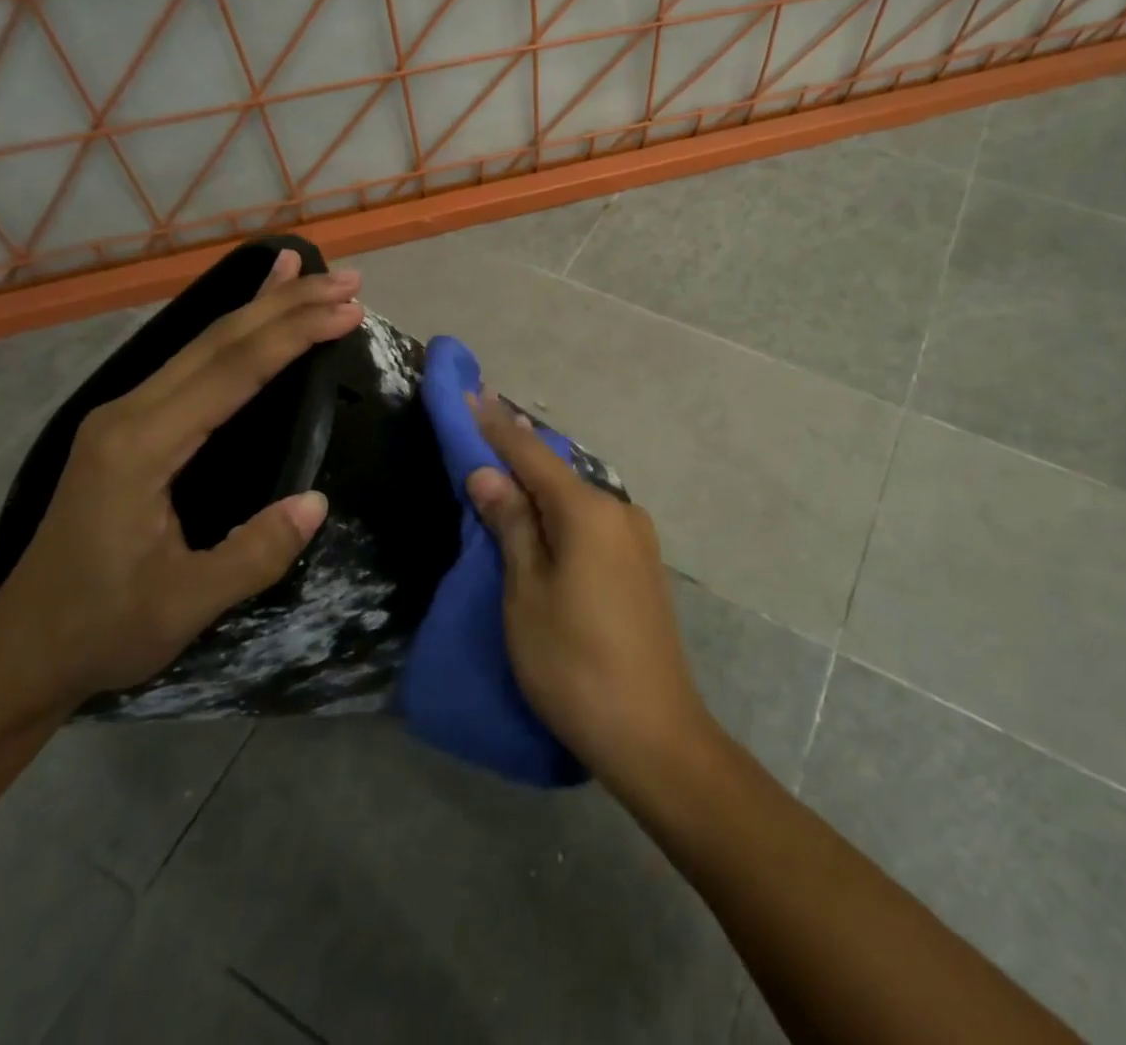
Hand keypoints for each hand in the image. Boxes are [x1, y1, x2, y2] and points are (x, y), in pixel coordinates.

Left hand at [0, 250, 363, 713]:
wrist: (22, 650)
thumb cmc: (102, 628)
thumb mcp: (185, 605)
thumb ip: (252, 554)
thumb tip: (317, 502)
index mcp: (141, 447)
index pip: (232, 372)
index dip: (293, 336)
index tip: (349, 312)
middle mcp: (130, 413)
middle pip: (219, 340)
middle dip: (287, 303)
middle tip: (348, 281)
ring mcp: (125, 414)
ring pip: (204, 342)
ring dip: (262, 305)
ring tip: (307, 269)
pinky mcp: (131, 424)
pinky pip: (192, 362)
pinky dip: (232, 330)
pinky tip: (251, 310)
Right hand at [464, 394, 713, 793]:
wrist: (653, 732)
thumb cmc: (574, 663)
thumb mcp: (527, 594)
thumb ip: (511, 526)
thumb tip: (487, 473)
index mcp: (589, 512)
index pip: (532, 455)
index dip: (497, 426)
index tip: (472, 393)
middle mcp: (620, 511)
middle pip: (558, 473)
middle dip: (518, 452)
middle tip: (483, 428)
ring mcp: (637, 539)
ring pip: (577, 498)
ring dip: (540, 485)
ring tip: (505, 470)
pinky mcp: (642, 565)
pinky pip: (592, 523)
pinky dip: (562, 513)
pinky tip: (544, 518)